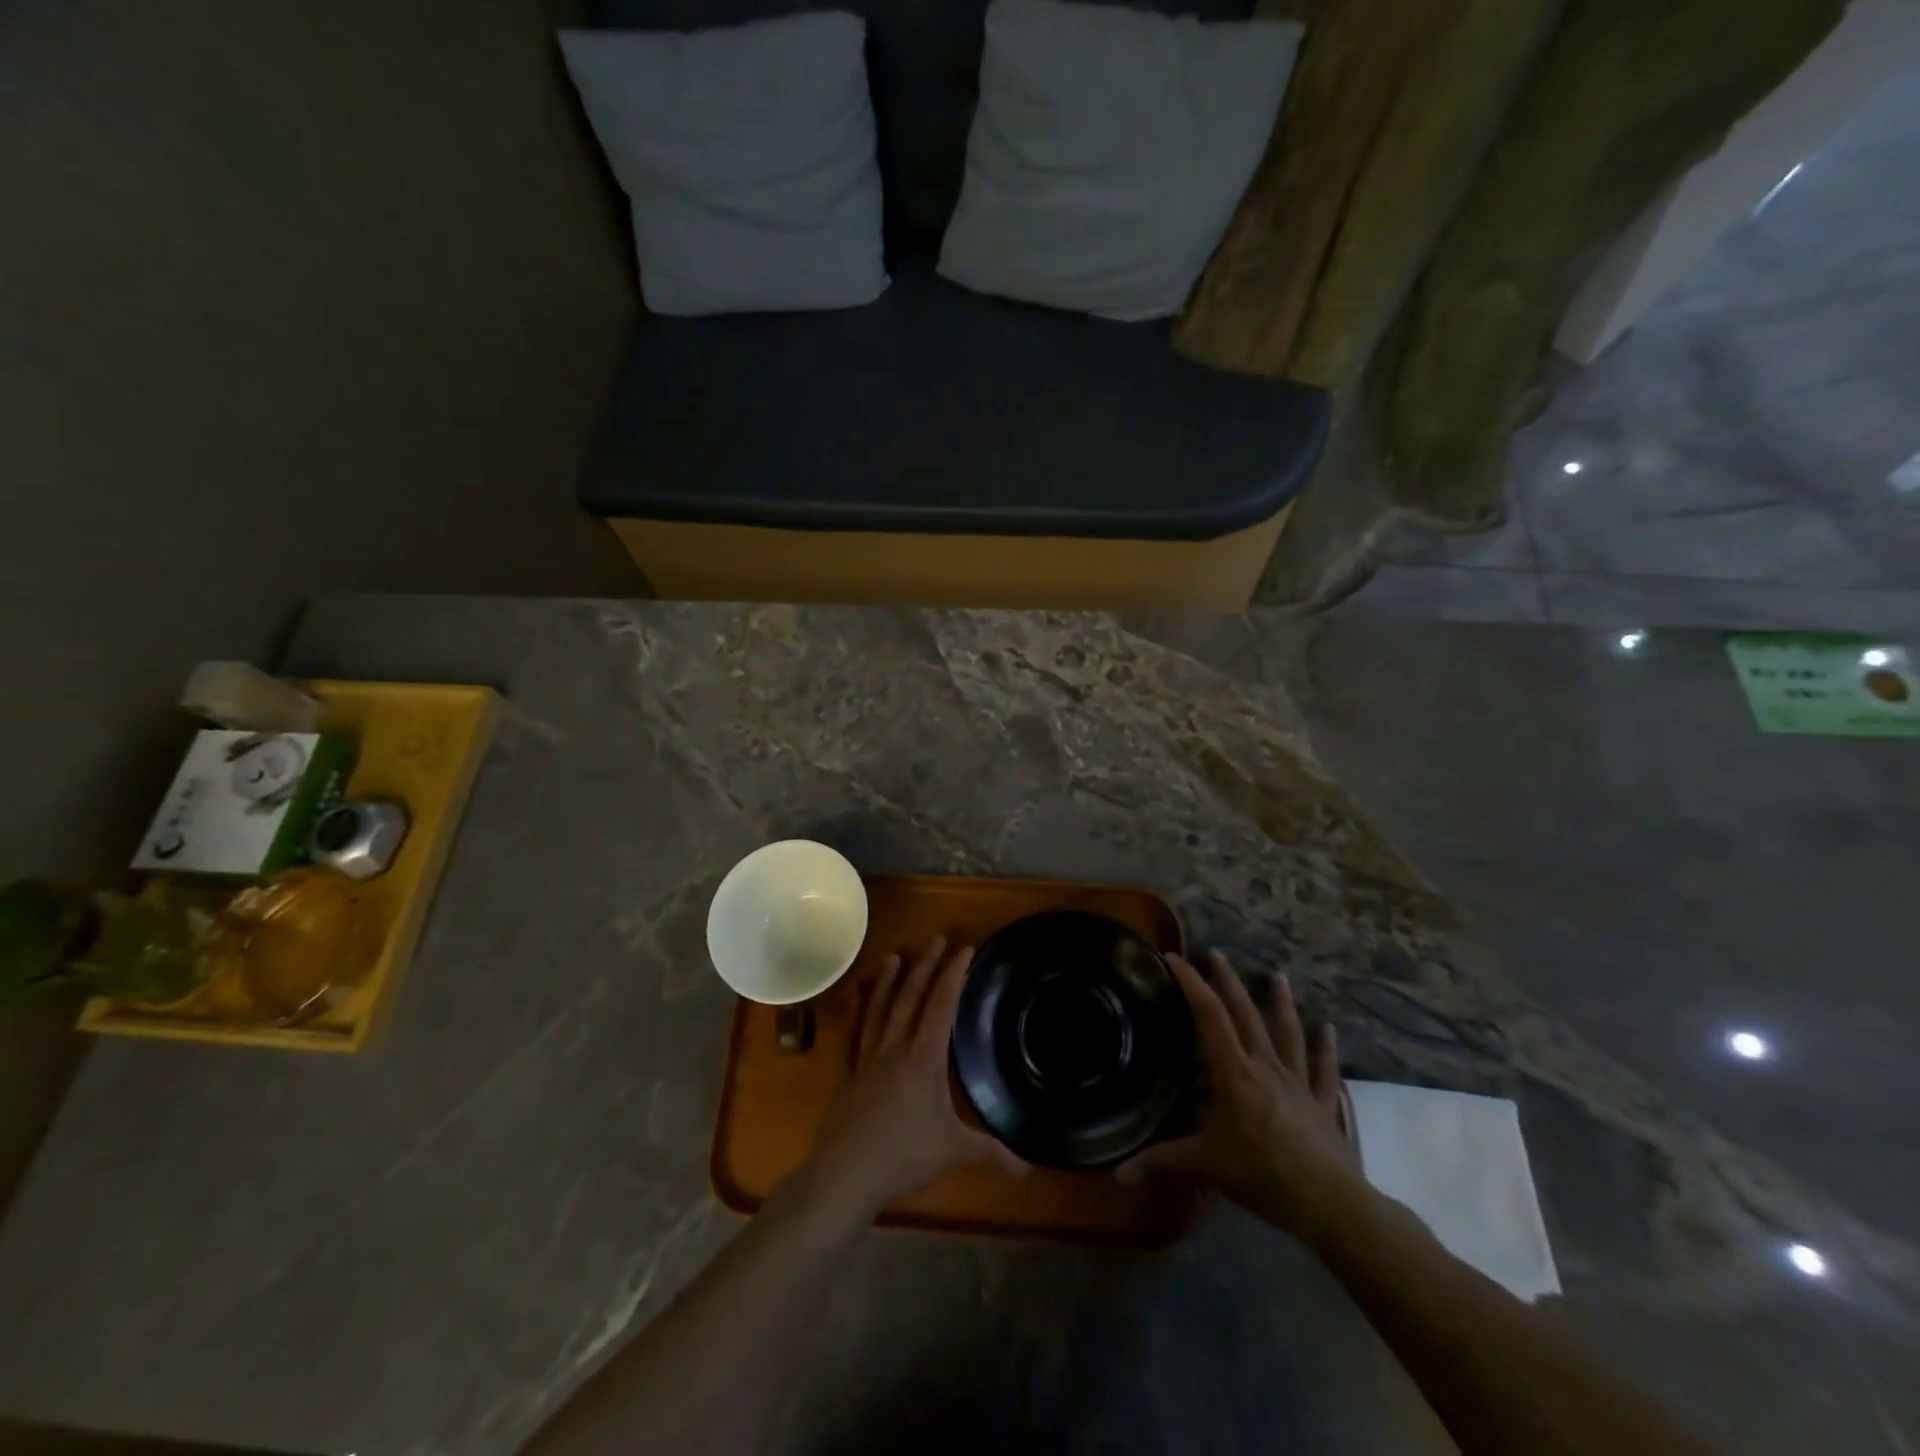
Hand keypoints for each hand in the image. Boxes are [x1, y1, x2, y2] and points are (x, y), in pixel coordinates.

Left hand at [804, 937, 1024, 1216]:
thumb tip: (1028, 1168)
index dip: (954, 975)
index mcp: (923, 1057)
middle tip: (936, 938)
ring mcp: (867, 1057)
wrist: (845, 1174)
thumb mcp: (954, 1152)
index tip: (964, 949)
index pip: (942, 1005)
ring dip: (888, 980)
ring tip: (894, 955)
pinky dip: (857, 1011)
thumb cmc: (903, 1156)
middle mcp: (895, 1047)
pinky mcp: (848, 1073)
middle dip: (926, 965)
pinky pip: (854, 1033)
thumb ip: (991, 1153)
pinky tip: (857, 997)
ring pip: (879, 1008)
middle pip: (911, 996)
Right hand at [1118, 950, 1360, 1241]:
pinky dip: (1326, 1048)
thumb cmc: (1262, 1176)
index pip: (1209, 1017)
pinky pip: (1323, 1069)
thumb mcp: (1205, 1167)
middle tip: (1216, 954)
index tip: (1175, 958)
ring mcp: (1298, 1082)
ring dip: (1280, 1003)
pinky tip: (1329, 1028)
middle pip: (1246, 1014)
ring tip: (1277, 976)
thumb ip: (1161, 1163)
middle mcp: (1266, 1067)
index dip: (1191, 984)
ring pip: (1288, 1032)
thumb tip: (1116, 1174)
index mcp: (1234, 1073)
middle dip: (1228, 982)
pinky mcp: (1322, 1102)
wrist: (1331, 1204)